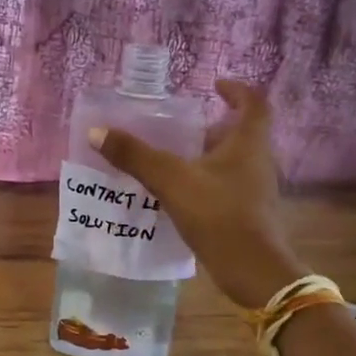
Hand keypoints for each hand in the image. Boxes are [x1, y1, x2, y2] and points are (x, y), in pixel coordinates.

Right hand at [92, 80, 304, 309]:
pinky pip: (226, 187)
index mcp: (248, 143)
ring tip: (173, 158)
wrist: (252, 270)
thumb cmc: (219, 215)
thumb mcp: (171, 181)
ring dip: (207, 155)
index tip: (215, 85)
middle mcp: (258, 161)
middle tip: (181, 126)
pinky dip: (205, 182)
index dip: (237, 90)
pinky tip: (179, 194)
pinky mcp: (248, 214)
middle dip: (213, 126)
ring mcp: (255, 190)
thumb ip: (135, 156)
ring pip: (232, 162)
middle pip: (241, 133)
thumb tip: (97, 132)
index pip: (253, 103)